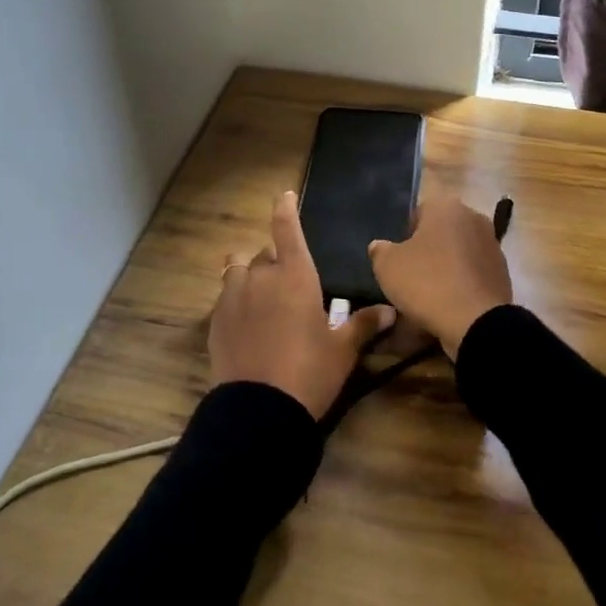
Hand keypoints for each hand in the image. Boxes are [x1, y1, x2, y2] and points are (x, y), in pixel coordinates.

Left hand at [209, 191, 395, 419]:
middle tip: (288, 284)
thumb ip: (364, 325)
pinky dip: (235, 301)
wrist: (260, 410)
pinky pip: (225, 298)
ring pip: (237, 269)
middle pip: (264, 254)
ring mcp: (233, 298)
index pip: (287, 230)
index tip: (284, 195)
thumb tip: (390, 310)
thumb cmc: (310, 372)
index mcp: (295, 276)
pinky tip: (245, 322)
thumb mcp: (342, 350)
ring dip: (248, 273)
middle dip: (275, 261)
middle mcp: (261, 277)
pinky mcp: (215, 322)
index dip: (285, 210)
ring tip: (259, 293)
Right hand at [368, 196, 512, 358]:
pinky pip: (473, 272)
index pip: (419, 212)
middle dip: (428, 249)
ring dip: (447, 266)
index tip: (399, 258)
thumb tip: (380, 246)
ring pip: (459, 252)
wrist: (475, 322)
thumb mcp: (387, 266)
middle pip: (441, 230)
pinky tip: (451, 303)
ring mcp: (492, 244)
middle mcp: (473, 217)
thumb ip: (380, 250)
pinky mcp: (502, 271)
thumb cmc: (427, 282)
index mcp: (446, 206)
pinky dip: (463, 283)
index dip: (405, 234)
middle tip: (412, 274)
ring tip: (431, 293)